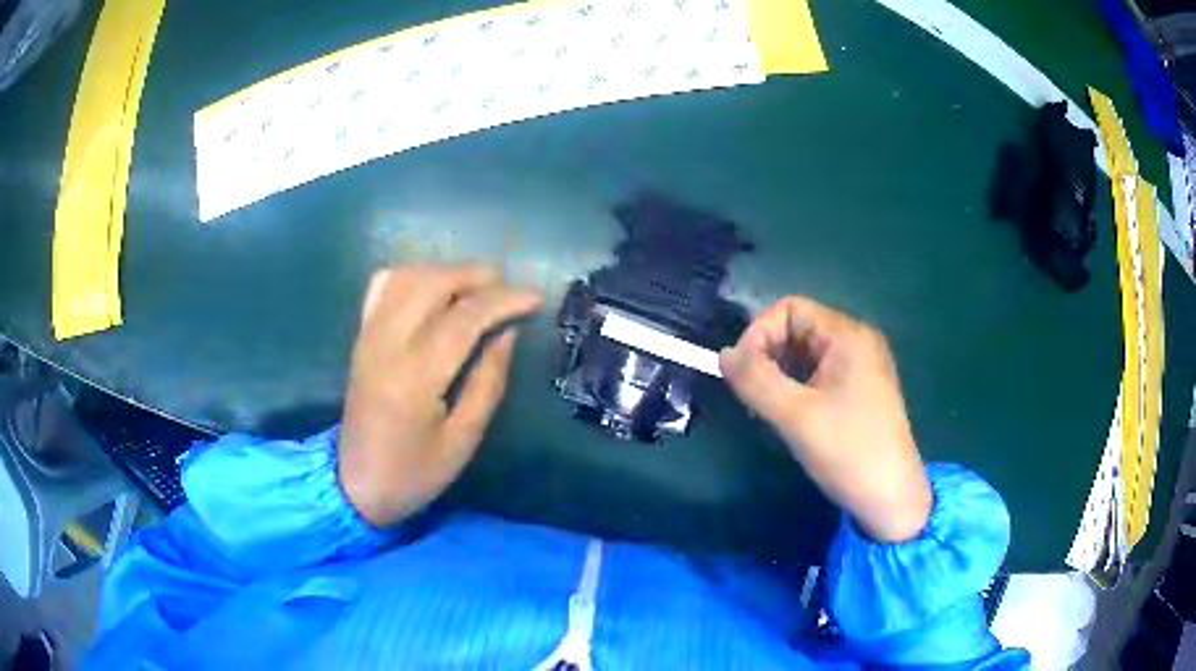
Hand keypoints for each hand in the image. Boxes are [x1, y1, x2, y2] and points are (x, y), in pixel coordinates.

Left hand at [338, 264, 543, 527]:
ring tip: (478, 287)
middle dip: (477, 275)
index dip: (504, 300)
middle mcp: (387, 344)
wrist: (356, 484)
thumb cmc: (414, 472)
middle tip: (509, 288)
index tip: (535, 297)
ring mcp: (369, 336)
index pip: (465, 317)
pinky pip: (382, 286)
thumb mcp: (463, 440)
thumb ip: (487, 382)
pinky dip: (412, 275)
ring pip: (407, 276)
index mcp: (415, 377)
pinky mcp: (360, 336)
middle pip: (433, 283)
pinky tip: (433, 289)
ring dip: (447, 271)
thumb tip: (507, 333)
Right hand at [719, 297, 931, 542]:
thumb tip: (723, 353)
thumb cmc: (848, 452)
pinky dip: (796, 390)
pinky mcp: (861, 392)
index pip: (789, 309)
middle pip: (797, 330)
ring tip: (767, 413)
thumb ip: (755, 380)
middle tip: (752, 400)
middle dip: (768, 358)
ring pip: (805, 356)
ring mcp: (862, 367)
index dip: (758, 334)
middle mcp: (857, 342)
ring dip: (779, 377)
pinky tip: (790, 420)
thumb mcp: (795, 416)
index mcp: (848, 336)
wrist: (891, 499)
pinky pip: (819, 376)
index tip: (742, 375)